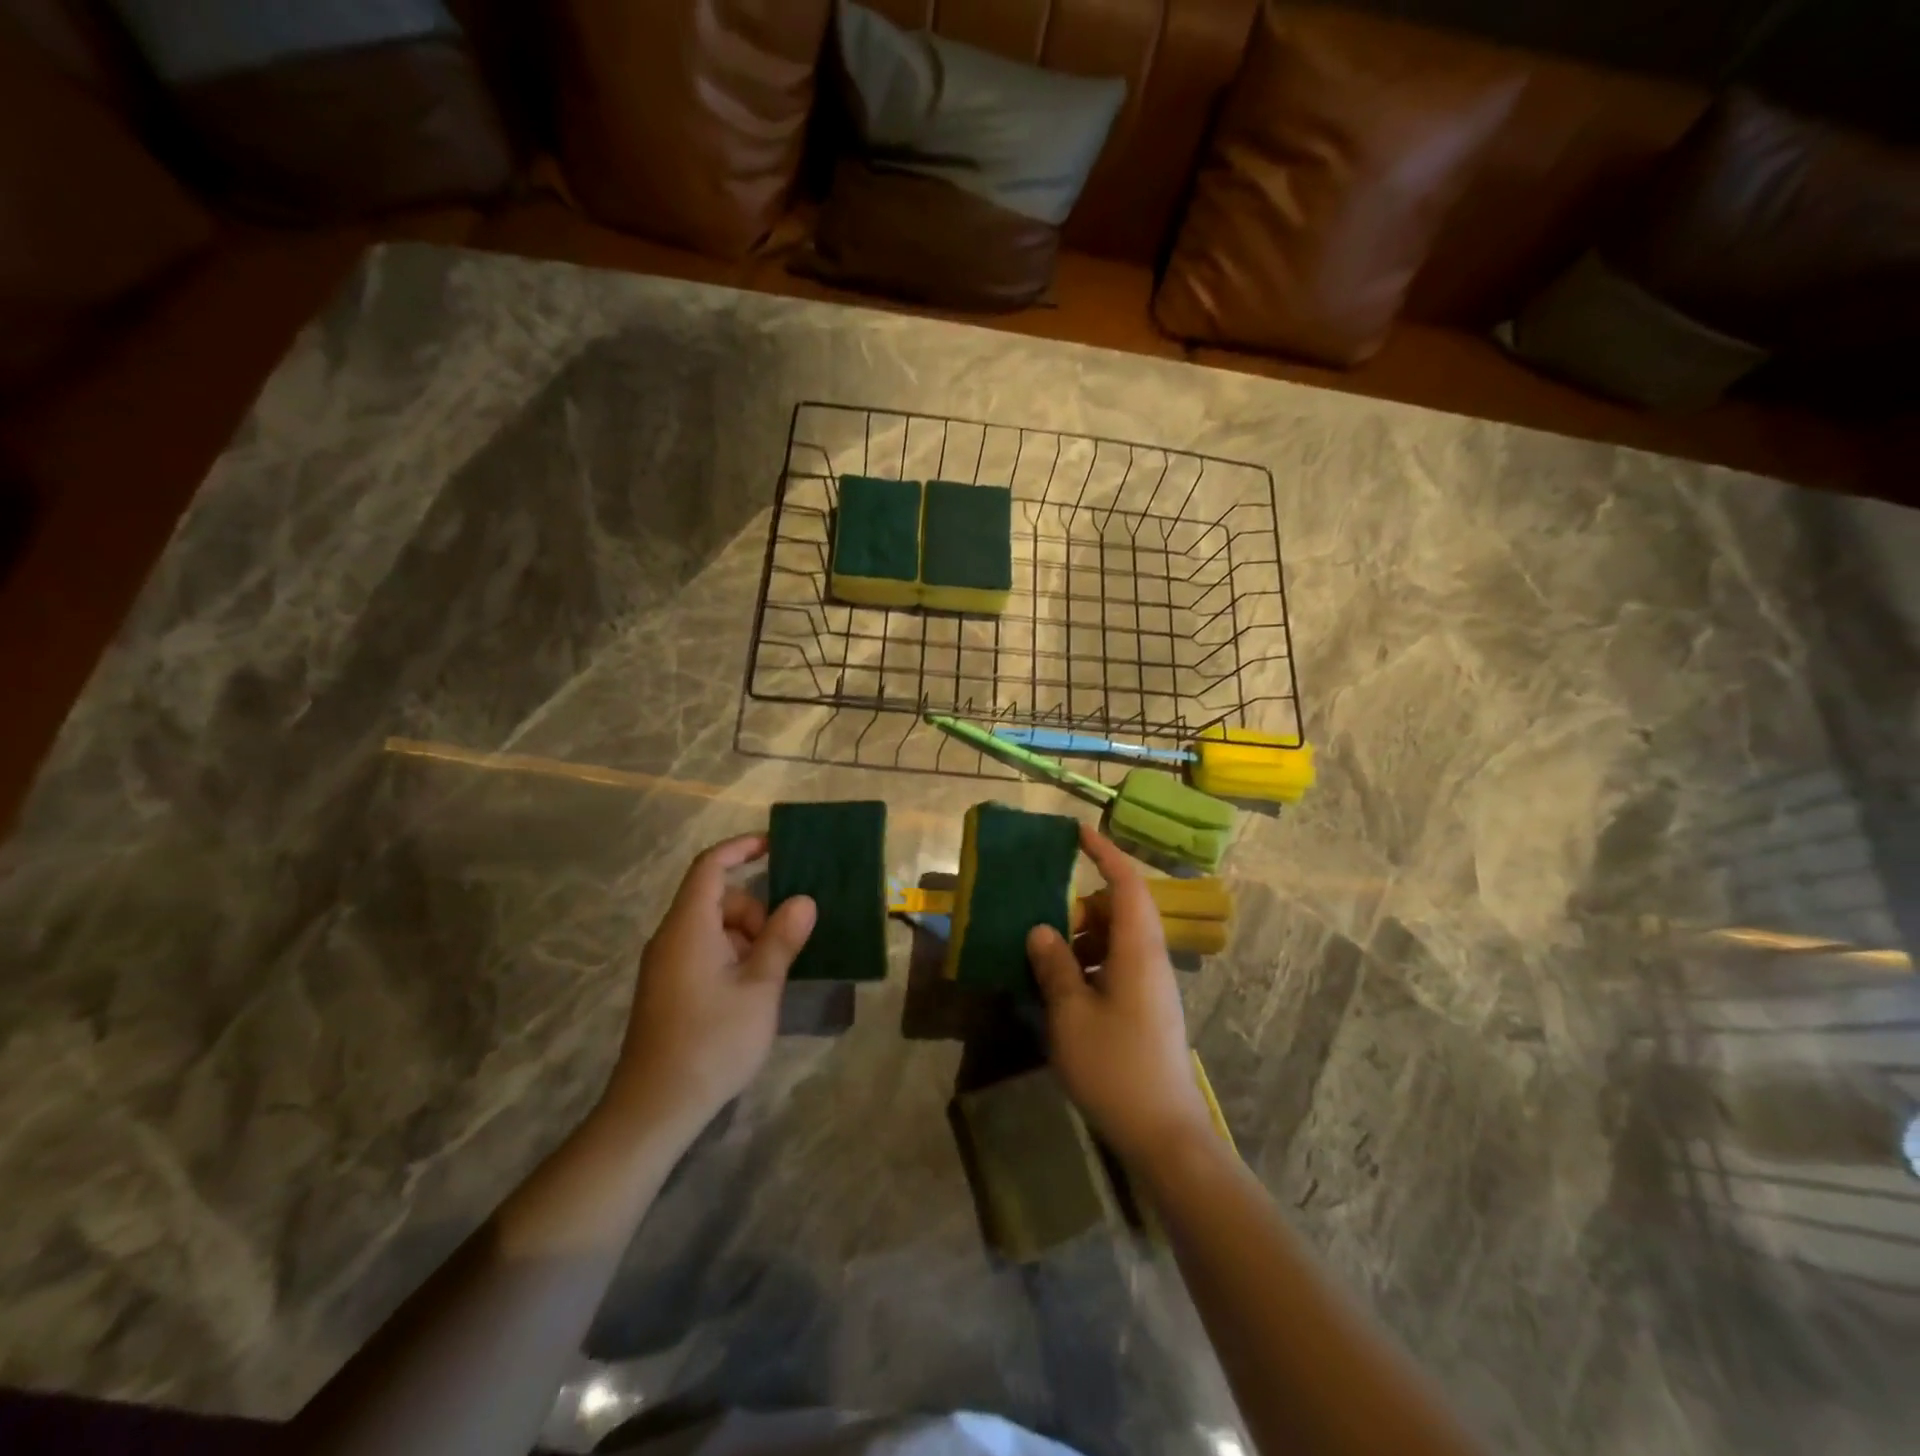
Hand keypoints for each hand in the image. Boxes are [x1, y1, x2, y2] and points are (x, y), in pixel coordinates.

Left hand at [603, 834, 816, 1130]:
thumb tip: (803, 901)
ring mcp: (667, 965)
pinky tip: (751, 992)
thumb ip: (782, 939)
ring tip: (770, 978)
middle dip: (756, 911)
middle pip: (718, 899)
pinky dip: (733, 956)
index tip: (776, 846)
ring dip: (747, 938)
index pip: (711, 867)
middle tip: (782, 947)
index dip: (741, 848)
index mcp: (689, 926)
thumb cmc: (712, 1041)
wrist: (655, 1109)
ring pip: (713, 928)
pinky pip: (704, 952)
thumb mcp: (760, 988)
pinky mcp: (668, 989)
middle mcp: (672, 937)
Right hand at [1027, 824, 1212, 1168]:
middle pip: (1119, 910)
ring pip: (1115, 940)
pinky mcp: (1146, 1009)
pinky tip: (1060, 989)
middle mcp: (1150, 960)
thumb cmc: (1116, 1067)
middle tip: (1041, 917)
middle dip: (1080, 905)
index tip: (1078, 833)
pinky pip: (1116, 967)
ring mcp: (1151, 986)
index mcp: (1138, 950)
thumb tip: (1042, 929)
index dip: (1104, 853)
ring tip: (1043, 955)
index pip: (1126, 884)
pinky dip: (1088, 965)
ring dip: (1081, 938)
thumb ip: (1055, 966)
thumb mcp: (1071, 1015)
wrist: (1165, 1135)